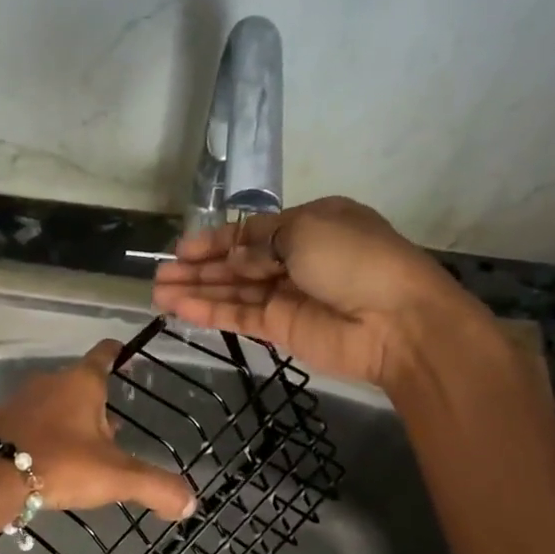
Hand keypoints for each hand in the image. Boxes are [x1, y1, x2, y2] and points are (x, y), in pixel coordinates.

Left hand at [0, 341, 195, 520]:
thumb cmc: (62, 465)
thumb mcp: (117, 477)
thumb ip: (156, 487)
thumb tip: (189, 503)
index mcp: (82, 382)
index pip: (105, 354)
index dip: (119, 354)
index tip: (127, 357)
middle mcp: (51, 380)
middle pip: (82, 384)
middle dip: (98, 407)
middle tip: (112, 439)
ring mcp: (22, 397)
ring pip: (56, 403)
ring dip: (70, 422)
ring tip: (81, 455)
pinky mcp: (1, 419)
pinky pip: (32, 420)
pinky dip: (44, 433)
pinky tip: (49, 460)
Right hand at [150, 196, 490, 387]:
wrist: (397, 321)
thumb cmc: (355, 259)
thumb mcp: (305, 230)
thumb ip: (259, 242)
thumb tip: (232, 255)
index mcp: (308, 225)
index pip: (251, 231)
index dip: (215, 239)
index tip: (181, 248)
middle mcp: (295, 258)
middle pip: (236, 262)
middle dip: (198, 267)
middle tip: (159, 274)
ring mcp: (287, 296)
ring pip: (232, 291)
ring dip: (196, 291)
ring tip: (157, 292)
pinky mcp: (282, 329)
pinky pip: (239, 316)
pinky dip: (210, 312)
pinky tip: (179, 309)